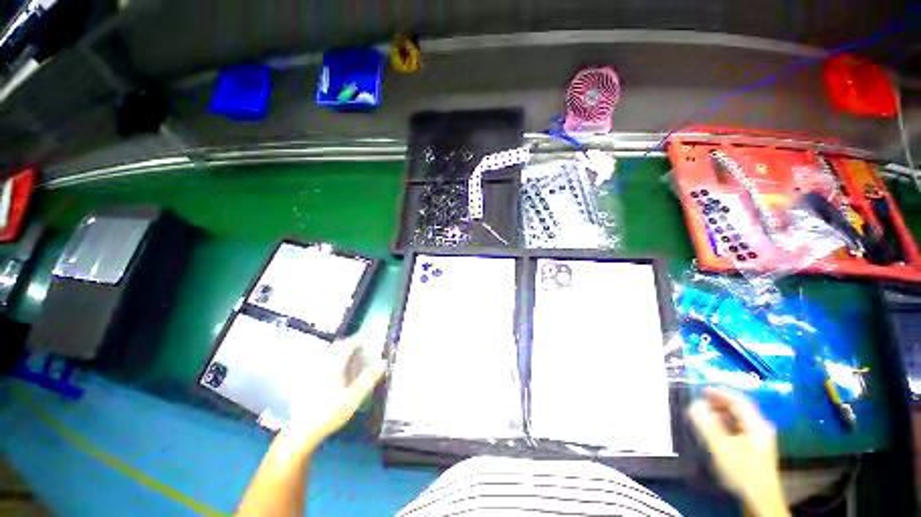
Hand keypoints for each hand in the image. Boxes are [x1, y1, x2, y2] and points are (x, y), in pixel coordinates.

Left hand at [280, 338, 385, 451]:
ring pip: (327, 353)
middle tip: (359, 349)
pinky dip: (330, 361)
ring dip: (339, 351)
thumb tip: (383, 363)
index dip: (358, 340)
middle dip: (348, 344)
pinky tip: (333, 372)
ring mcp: (312, 371)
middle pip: (336, 346)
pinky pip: (320, 362)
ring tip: (348, 359)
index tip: (366, 340)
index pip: (347, 344)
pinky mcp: (305, 380)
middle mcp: (322, 364)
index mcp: (334, 365)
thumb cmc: (331, 413)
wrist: (302, 432)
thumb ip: (369, 379)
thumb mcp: (355, 397)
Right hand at [688, 388, 788, 516]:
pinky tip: (715, 431)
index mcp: (757, 426)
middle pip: (740, 410)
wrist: (760, 501)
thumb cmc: (743, 472)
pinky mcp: (755, 451)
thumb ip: (708, 426)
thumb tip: (694, 405)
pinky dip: (725, 425)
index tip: (702, 389)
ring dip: (721, 414)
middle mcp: (761, 430)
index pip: (739, 402)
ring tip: (704, 414)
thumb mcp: (722, 449)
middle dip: (719, 403)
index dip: (720, 393)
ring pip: (739, 421)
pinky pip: (738, 430)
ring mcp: (759, 441)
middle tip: (700, 400)